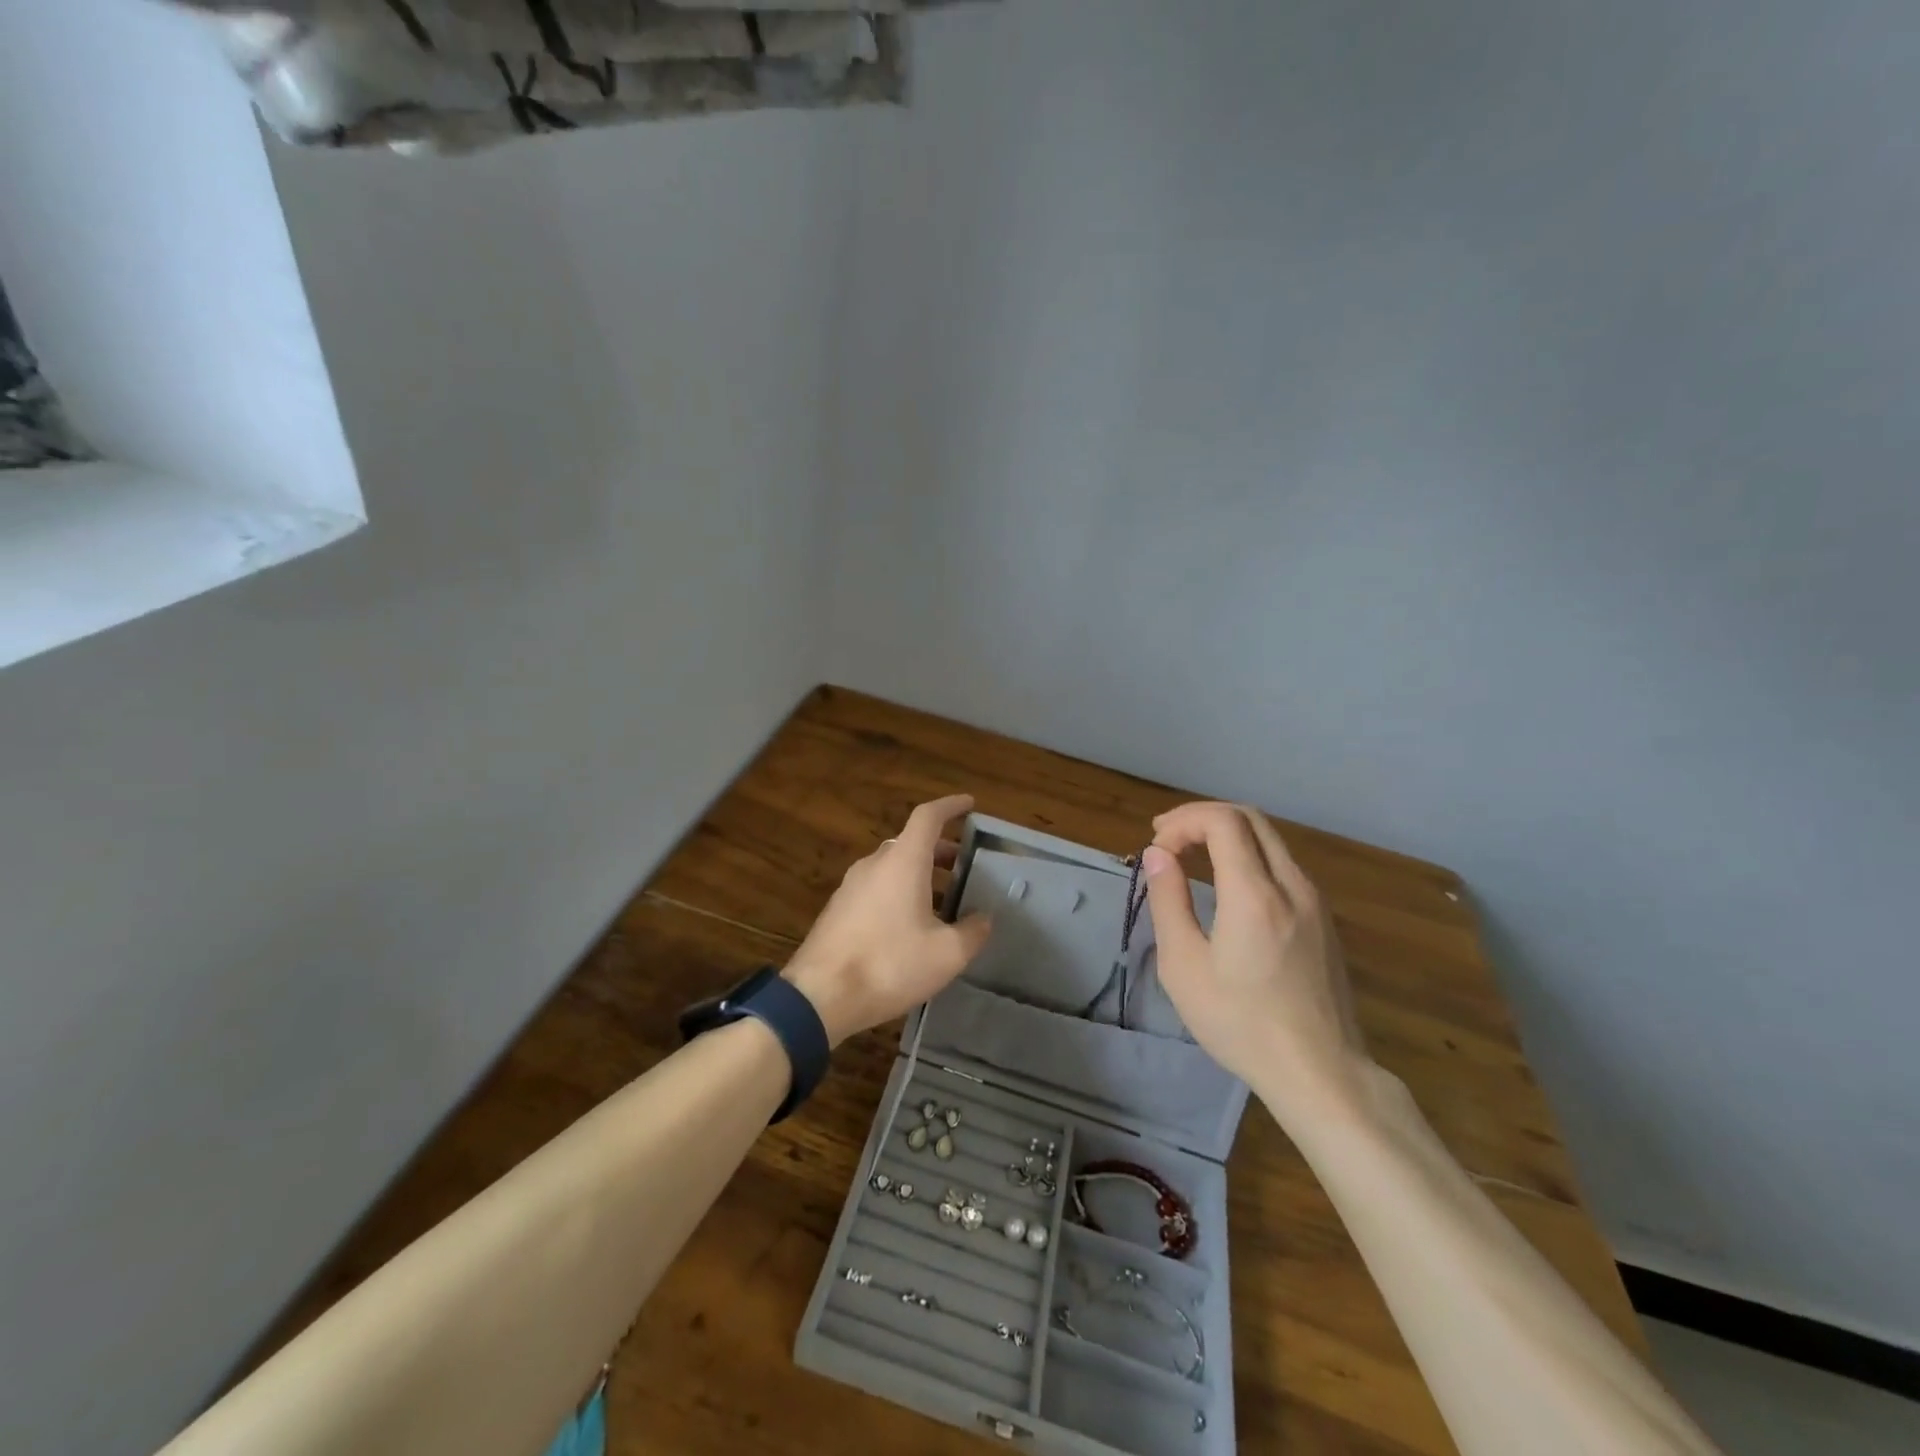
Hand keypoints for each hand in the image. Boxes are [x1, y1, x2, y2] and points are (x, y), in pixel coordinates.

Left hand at [784, 794, 992, 1046]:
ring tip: (943, 900)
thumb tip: (984, 919)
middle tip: (963, 865)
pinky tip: (910, 925)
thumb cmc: (889, 965)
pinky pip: (876, 888)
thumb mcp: (946, 954)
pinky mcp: (838, 909)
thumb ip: (972, 932)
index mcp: (903, 861)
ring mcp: (851, 886)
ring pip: (892, 866)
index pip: (928, 816)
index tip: (969, 804)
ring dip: (919, 873)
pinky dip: (899, 892)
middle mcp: (875, 863)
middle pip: (910, 842)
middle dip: (940, 849)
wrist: (819, 996)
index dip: (950, 806)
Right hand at [1143, 802, 1370, 1125]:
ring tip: (1190, 855)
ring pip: (1270, 839)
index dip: (1184, 821)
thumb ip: (1168, 901)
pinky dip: (1248, 855)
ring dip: (1226, 833)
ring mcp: (1315, 901)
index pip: (1223, 820)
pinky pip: (1283, 864)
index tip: (1158, 848)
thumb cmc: (1241, 1023)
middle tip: (1167, 838)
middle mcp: (1292, 885)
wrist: (1321, 1072)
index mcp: (1255, 894)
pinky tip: (1227, 883)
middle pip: (1250, 817)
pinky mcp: (1324, 918)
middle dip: (1202, 817)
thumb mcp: (1185, 966)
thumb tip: (1157, 855)